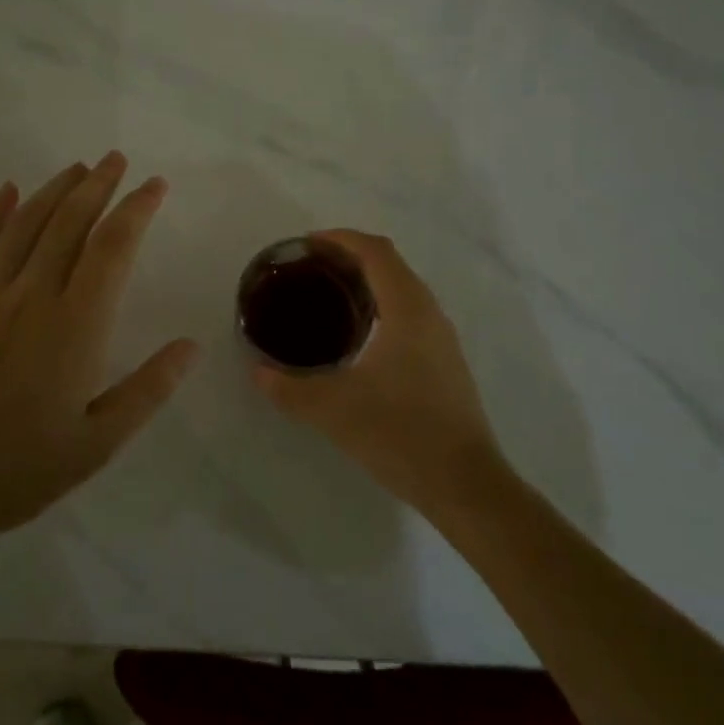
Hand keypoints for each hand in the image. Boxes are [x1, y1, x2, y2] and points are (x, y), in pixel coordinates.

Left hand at [0, 153, 197, 549]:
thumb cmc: (19, 470)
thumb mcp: (99, 442)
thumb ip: (148, 389)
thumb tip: (191, 346)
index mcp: (75, 326)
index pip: (113, 247)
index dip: (136, 209)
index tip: (154, 186)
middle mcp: (31, 296)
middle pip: (69, 223)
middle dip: (98, 185)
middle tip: (117, 160)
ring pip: (25, 225)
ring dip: (54, 190)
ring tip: (77, 168)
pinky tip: (8, 192)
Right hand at [253, 230, 509, 518]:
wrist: (466, 485)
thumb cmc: (401, 435)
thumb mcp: (333, 410)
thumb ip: (289, 388)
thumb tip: (258, 371)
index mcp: (407, 310)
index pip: (376, 251)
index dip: (341, 238)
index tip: (307, 244)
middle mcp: (430, 313)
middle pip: (391, 263)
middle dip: (351, 255)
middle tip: (310, 269)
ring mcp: (443, 338)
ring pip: (404, 289)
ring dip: (369, 281)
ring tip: (329, 296)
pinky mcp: (446, 362)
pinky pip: (411, 313)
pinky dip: (382, 305)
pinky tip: (359, 337)